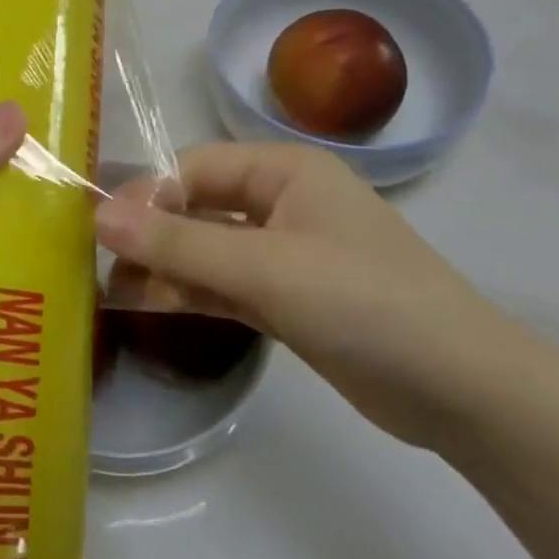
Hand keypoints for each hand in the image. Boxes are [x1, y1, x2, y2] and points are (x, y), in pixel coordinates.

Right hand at [95, 142, 525, 449]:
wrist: (462, 391)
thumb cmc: (363, 301)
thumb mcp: (265, 266)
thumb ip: (179, 242)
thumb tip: (99, 216)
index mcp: (284, 170)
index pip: (194, 167)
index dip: (146, 193)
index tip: (101, 229)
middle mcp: (281, 201)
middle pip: (197, 206)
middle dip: (149, 232)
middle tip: (95, 260)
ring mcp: (284, 253)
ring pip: (206, 248)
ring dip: (162, 265)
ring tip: (107, 287)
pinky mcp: (286, 298)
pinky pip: (223, 284)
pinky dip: (187, 292)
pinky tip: (141, 303)